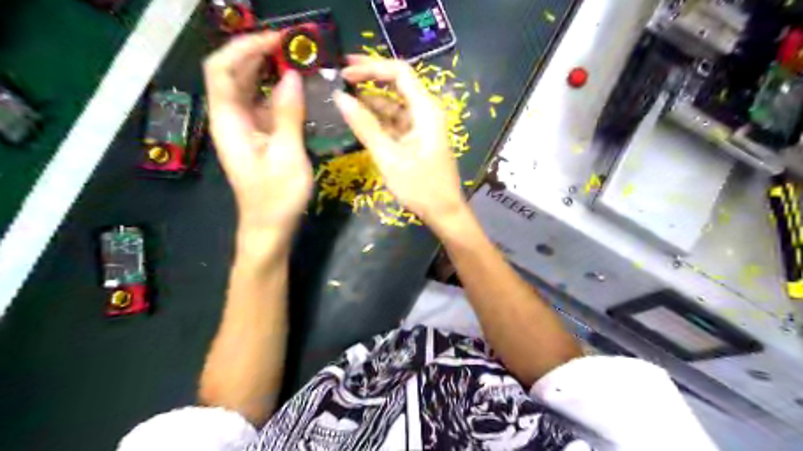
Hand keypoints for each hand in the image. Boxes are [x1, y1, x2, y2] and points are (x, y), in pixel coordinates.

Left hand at [203, 30, 310, 232]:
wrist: (269, 227)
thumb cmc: (277, 197)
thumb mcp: (288, 155)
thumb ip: (289, 114)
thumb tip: (292, 76)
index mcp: (229, 121)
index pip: (222, 69)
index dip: (243, 47)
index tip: (276, 40)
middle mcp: (231, 119)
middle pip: (233, 73)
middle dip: (258, 53)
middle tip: (293, 46)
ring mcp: (244, 128)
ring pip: (249, 88)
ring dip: (268, 70)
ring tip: (297, 61)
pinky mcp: (258, 137)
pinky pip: (263, 105)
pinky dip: (278, 92)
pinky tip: (297, 89)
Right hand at [335, 54, 472, 224]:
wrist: (444, 212)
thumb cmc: (420, 187)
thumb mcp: (389, 157)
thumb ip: (365, 126)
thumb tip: (339, 97)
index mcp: (425, 110)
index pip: (399, 73)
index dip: (372, 66)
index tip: (345, 70)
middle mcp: (425, 112)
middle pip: (397, 84)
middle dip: (369, 78)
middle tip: (339, 77)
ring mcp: (421, 126)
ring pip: (393, 104)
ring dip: (370, 100)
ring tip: (342, 97)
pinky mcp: (416, 139)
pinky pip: (394, 122)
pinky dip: (377, 119)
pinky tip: (358, 119)